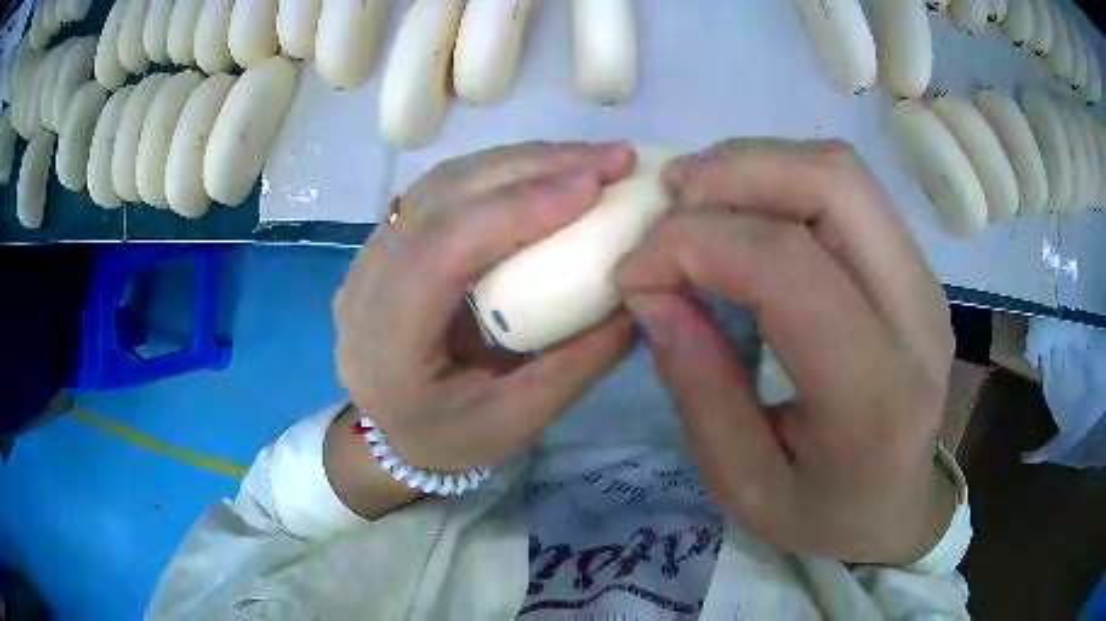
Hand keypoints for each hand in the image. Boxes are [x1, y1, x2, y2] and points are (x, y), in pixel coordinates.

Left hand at [334, 142, 637, 476]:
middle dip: (530, 169)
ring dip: (518, 162)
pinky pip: (442, 191)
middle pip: (439, 201)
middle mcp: (364, 288)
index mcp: (385, 346)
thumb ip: (579, 361)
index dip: (513, 208)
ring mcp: (368, 259)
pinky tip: (544, 172)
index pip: (439, 252)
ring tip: (587, 159)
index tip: (591, 186)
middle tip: (610, 158)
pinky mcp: (387, 245)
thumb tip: (637, 293)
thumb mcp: (519, 421)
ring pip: (441, 184)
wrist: (394, 435)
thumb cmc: (451, 440)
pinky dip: (499, 173)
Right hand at [618, 139, 956, 564]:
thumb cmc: (824, 513)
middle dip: (730, 174)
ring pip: (840, 170)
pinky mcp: (916, 264)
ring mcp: (925, 279)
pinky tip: (742, 210)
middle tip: (666, 207)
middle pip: (831, 184)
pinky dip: (780, 178)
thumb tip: (651, 289)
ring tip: (695, 200)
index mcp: (874, 395)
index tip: (634, 271)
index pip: (788, 266)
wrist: (901, 505)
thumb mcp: (742, 484)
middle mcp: (916, 316)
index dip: (694, 244)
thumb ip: (698, 387)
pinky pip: (847, 188)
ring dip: (754, 165)